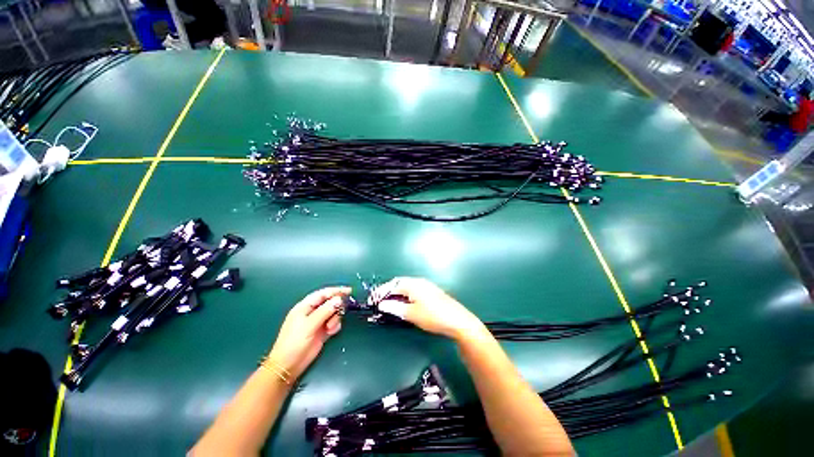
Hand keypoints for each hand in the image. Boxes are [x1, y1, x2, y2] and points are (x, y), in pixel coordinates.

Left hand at [268, 286, 349, 379]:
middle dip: (336, 306)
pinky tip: (331, 332)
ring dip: (335, 318)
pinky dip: (335, 326)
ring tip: (330, 328)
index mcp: (305, 306)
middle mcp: (312, 312)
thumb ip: (325, 311)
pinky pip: (333, 323)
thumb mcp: (309, 325)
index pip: (323, 294)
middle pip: (330, 302)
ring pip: (333, 312)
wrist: (288, 366)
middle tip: (341, 312)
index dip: (336, 291)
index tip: (349, 291)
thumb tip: (338, 299)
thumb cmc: (294, 343)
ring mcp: (317, 321)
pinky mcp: (322, 331)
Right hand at [372, 277, 484, 340]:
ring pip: (407, 287)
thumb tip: (382, 304)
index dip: (381, 292)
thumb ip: (395, 307)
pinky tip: (405, 304)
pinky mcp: (431, 292)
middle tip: (380, 302)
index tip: (372, 300)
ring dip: (396, 293)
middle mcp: (419, 281)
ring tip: (389, 304)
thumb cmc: (433, 316)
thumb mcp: (412, 314)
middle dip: (388, 291)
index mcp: (413, 284)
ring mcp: (426, 286)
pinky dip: (405, 295)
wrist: (458, 320)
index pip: (393, 284)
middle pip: (399, 283)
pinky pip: (413, 290)